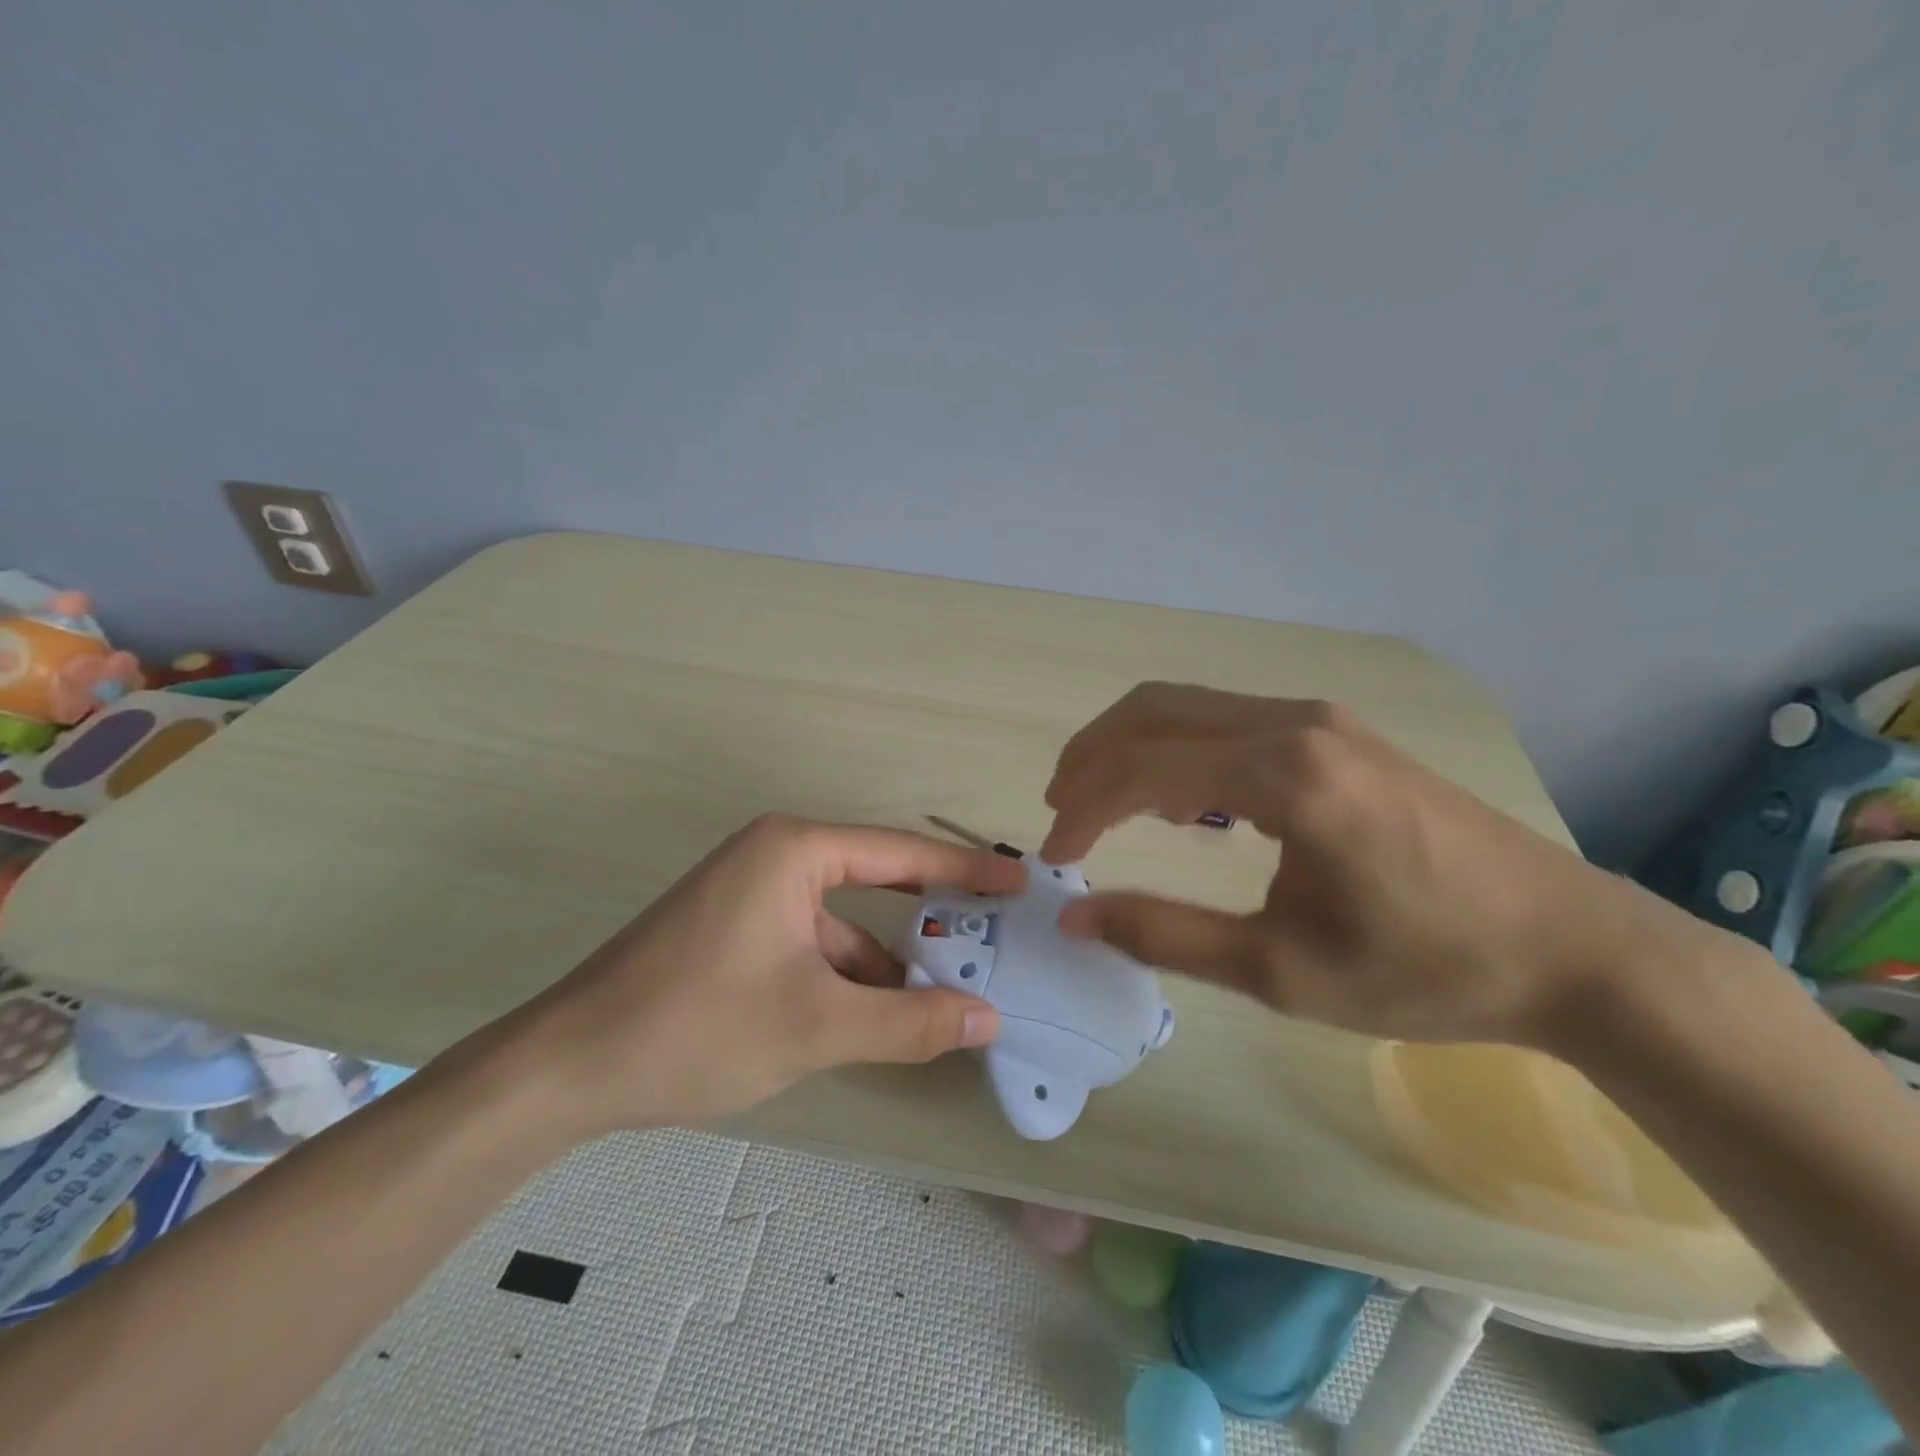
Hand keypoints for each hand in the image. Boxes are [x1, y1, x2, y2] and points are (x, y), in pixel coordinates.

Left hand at [486, 814, 1024, 1134]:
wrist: (565, 1069)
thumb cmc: (696, 1026)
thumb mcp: (816, 1026)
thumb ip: (909, 1022)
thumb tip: (989, 1019)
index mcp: (794, 850)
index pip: (902, 852)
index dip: (966, 871)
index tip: (1019, 882)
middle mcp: (776, 855)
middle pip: (877, 878)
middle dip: (934, 911)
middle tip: (997, 933)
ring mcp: (752, 892)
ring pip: (844, 919)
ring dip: (890, 955)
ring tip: (950, 992)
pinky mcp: (737, 928)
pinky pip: (813, 939)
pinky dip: (849, 972)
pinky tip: (880, 1013)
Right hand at [1040, 683, 1719, 1049]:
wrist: (1573, 949)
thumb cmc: (1427, 968)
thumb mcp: (1281, 971)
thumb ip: (1166, 934)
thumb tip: (1076, 916)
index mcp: (1283, 775)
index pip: (1142, 769)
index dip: (1082, 810)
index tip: (1054, 857)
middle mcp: (1294, 723)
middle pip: (1153, 710)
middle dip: (1091, 756)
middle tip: (1059, 811)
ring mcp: (1320, 719)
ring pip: (1189, 705)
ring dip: (1132, 746)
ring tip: (1102, 805)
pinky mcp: (1338, 733)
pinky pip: (1229, 718)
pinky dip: (1180, 748)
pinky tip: (1182, 801)